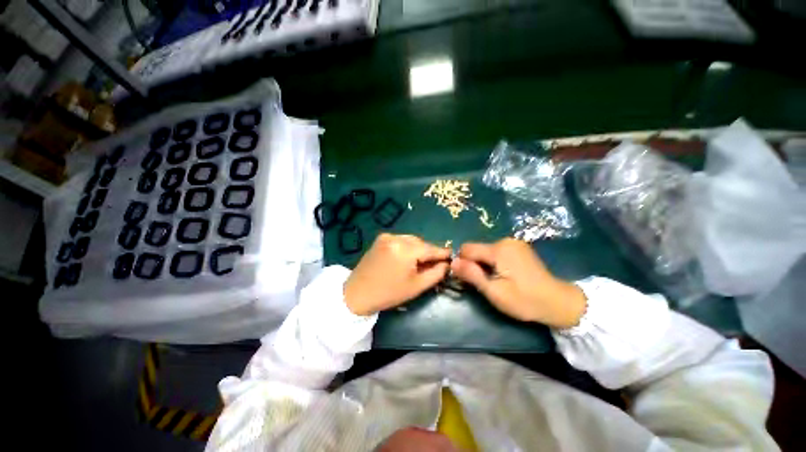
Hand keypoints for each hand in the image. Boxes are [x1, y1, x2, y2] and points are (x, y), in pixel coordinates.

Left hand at [344, 233, 450, 315]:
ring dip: (419, 249)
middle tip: (435, 264)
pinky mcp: (381, 238)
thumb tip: (447, 264)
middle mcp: (396, 237)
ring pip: (412, 240)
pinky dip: (408, 247)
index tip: (453, 256)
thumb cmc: (388, 293)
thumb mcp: (416, 286)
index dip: (443, 253)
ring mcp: (387, 236)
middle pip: (421, 243)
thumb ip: (436, 273)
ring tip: (420, 263)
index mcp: (405, 249)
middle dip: (429, 253)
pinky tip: (407, 258)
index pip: (430, 248)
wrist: (357, 293)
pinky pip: (401, 240)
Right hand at [450, 238, 586, 328]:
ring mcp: (514, 243)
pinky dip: (494, 262)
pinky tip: (505, 275)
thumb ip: (472, 275)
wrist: (559, 303)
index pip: (466, 249)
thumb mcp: (494, 292)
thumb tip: (452, 262)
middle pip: (476, 249)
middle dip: (475, 264)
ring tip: (496, 280)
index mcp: (498, 249)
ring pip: (485, 250)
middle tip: (485, 283)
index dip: (463, 264)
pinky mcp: (519, 247)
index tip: (470, 280)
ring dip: (484, 264)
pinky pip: (496, 251)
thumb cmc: (524, 300)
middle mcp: (505, 240)